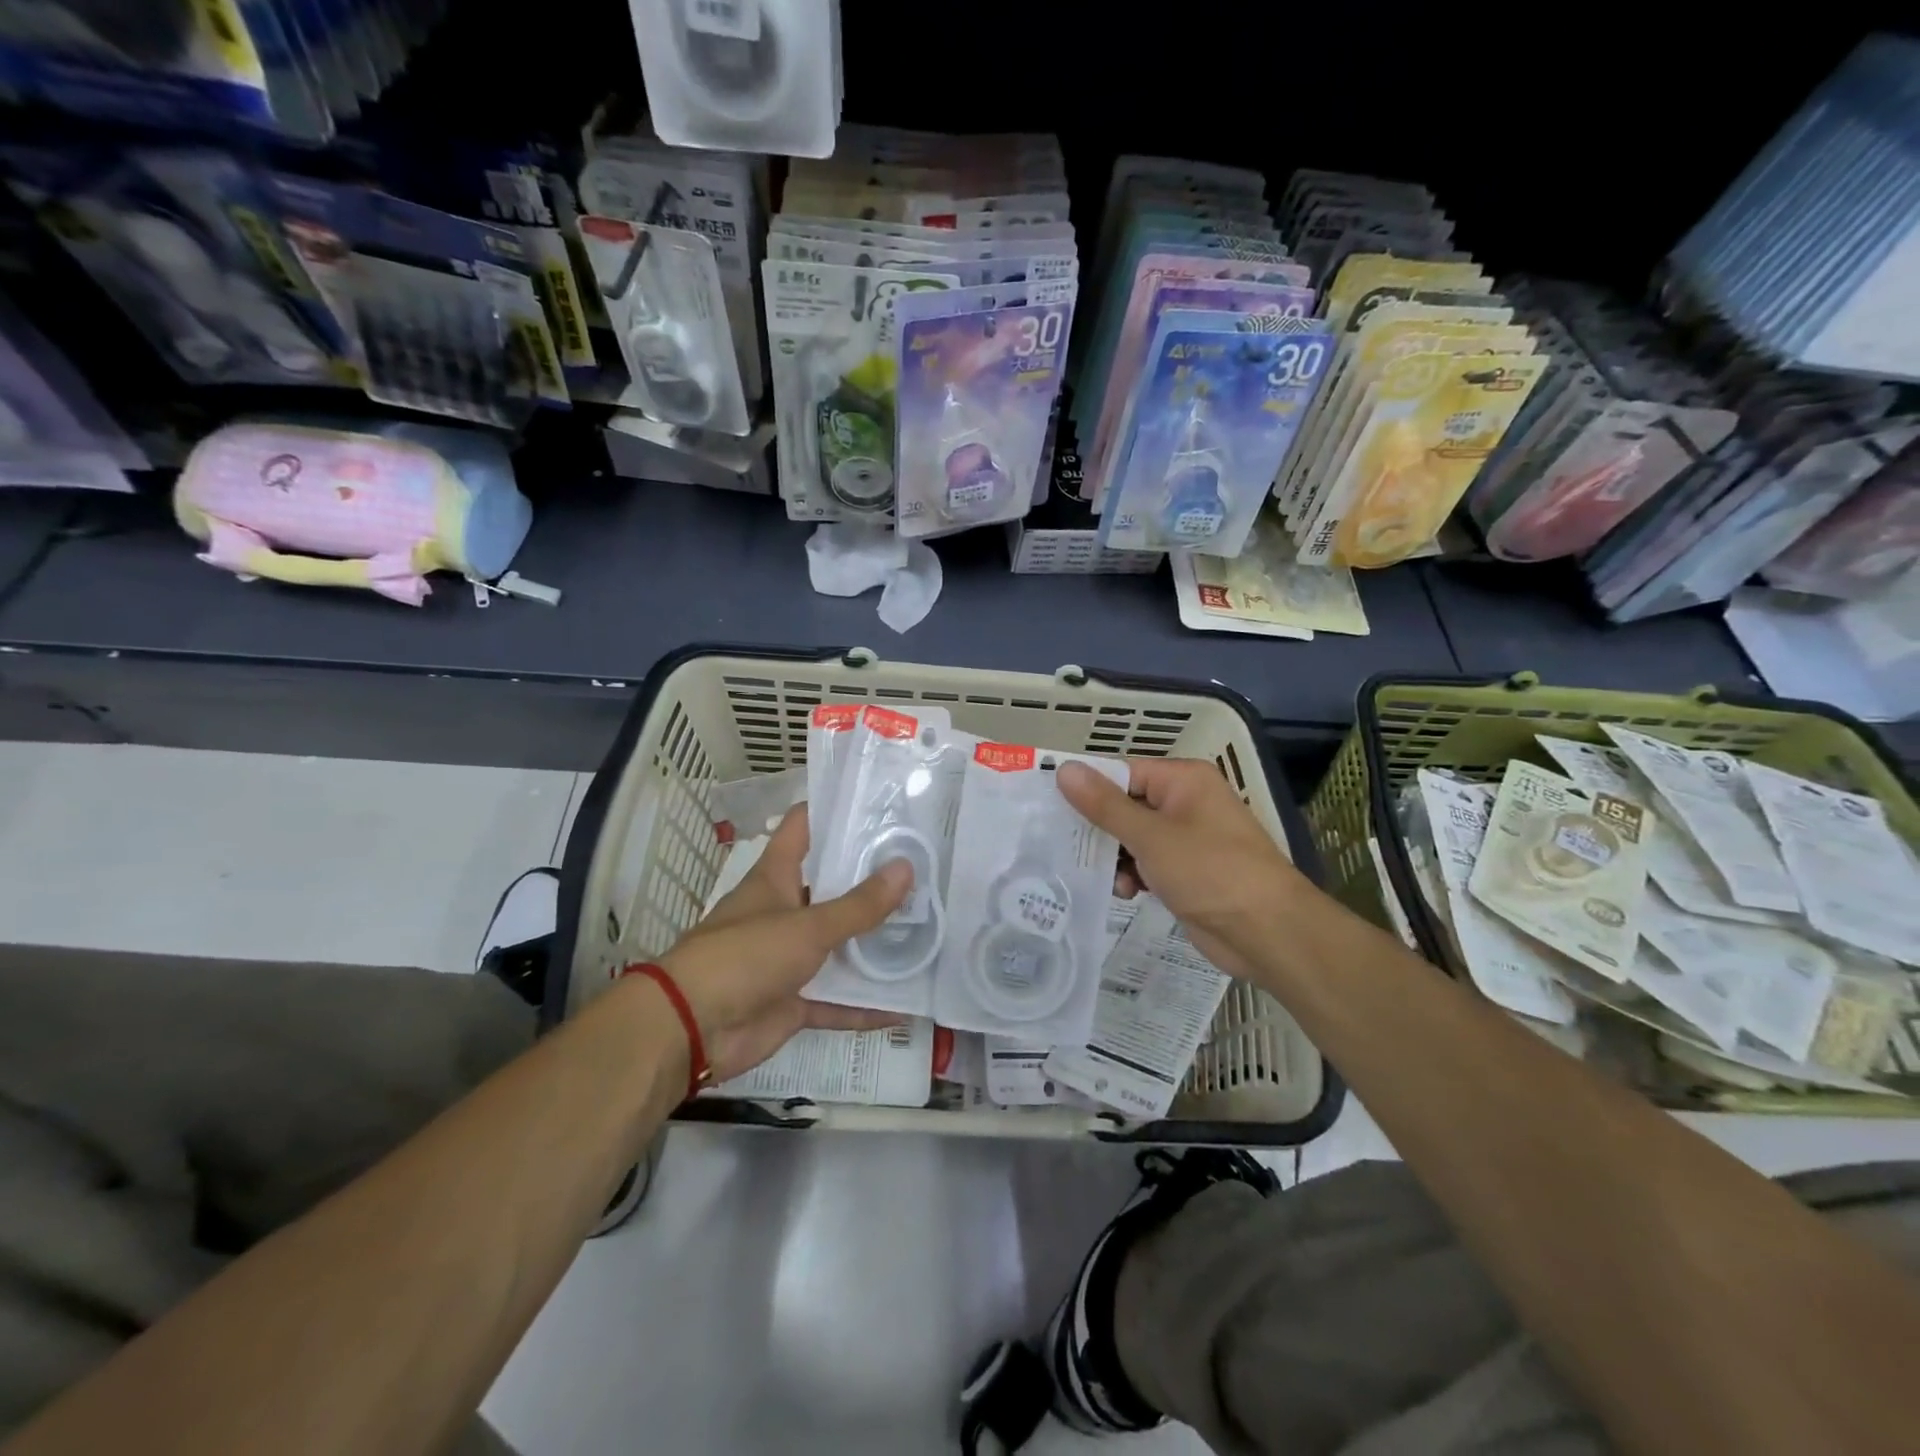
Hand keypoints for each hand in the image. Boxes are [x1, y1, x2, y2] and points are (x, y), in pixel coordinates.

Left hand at [658, 805, 910, 1081]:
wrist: (692, 1028)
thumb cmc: (745, 956)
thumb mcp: (808, 926)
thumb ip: (859, 905)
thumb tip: (906, 867)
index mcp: (776, 878)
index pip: (803, 828)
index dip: (834, 812)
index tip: (878, 804)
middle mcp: (783, 911)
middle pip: (831, 887)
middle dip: (872, 881)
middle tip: (923, 868)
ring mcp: (788, 958)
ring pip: (839, 946)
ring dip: (874, 945)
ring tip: (926, 931)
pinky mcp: (793, 1000)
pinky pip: (836, 1000)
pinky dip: (864, 1005)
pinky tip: (905, 1005)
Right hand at [1056, 757, 1306, 981]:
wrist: (1268, 932)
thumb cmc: (1210, 872)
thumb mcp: (1151, 836)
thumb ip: (1105, 805)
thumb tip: (1064, 768)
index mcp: (1183, 780)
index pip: (1121, 772)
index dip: (1087, 789)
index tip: (1050, 808)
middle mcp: (1185, 802)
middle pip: (1125, 805)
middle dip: (1099, 830)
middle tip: (1062, 847)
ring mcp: (1187, 839)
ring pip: (1132, 838)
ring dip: (1115, 858)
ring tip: (1107, 878)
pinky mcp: (1187, 872)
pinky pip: (1147, 863)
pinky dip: (1133, 875)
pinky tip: (1126, 893)